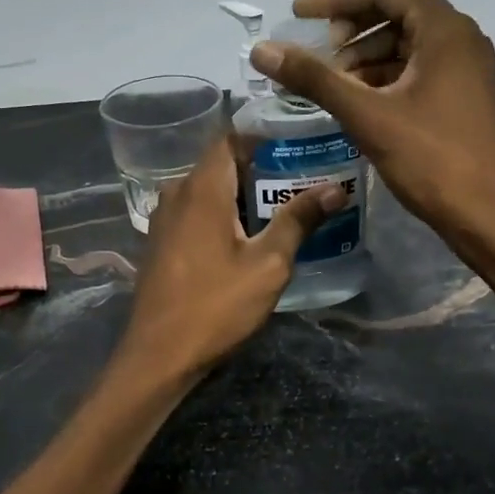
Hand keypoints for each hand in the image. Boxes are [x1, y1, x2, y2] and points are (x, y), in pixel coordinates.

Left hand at [118, 137, 344, 378]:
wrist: (159, 356)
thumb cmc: (216, 306)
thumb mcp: (268, 264)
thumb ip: (299, 220)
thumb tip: (335, 187)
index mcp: (202, 189)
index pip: (230, 138)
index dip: (263, 138)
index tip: (297, 148)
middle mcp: (177, 194)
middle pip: (221, 165)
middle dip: (261, 170)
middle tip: (303, 181)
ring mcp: (164, 220)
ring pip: (208, 191)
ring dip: (242, 196)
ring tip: (284, 209)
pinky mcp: (161, 243)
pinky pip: (195, 213)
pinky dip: (223, 215)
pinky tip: (249, 238)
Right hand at [249, 0, 494, 242]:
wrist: (493, 217)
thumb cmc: (434, 161)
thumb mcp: (368, 116)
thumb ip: (315, 79)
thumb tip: (262, 50)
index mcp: (445, 31)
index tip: (300, 14)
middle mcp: (461, 40)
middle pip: (400, 10)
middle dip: (354, 25)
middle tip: (320, 48)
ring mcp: (466, 70)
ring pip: (409, 43)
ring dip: (368, 53)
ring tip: (334, 79)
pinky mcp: (464, 98)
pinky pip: (419, 69)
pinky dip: (386, 76)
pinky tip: (360, 101)